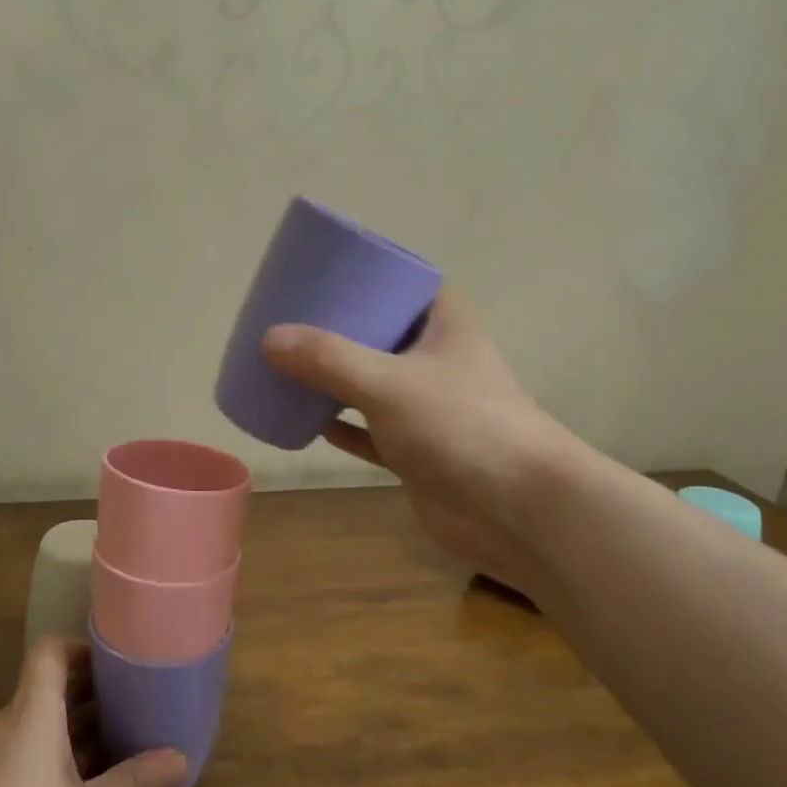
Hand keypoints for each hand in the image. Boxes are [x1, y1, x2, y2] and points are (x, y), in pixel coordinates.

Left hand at [0, 638, 186, 786]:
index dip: (80, 646)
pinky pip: (18, 750)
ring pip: (33, 722)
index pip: (48, 652)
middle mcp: (3, 726)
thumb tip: (180, 757)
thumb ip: (135, 782)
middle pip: (44, 686)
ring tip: (114, 741)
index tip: (115, 662)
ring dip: (71, 726)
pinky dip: (50, 752)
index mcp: (31, 716)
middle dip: (87, 690)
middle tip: (129, 701)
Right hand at [262, 289, 581, 593]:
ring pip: (371, 383)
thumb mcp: (389, 383)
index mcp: (445, 326)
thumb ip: (329, 359)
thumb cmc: (462, 426)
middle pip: (381, 334)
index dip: (367, 276)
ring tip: (287, 366)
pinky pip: (368, 431)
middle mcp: (437, 360)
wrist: (517, 511)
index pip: (405, 285)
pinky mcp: (415, 450)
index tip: (321, 276)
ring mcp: (427, 408)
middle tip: (290, 322)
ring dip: (333, 379)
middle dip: (338, 330)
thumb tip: (269, 338)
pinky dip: (341, 427)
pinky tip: (307, 423)